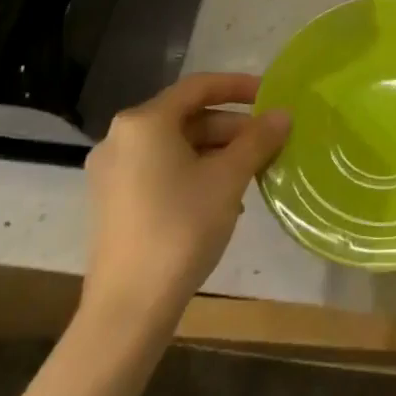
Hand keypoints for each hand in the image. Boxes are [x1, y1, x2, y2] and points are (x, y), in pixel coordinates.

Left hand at [80, 74, 290, 329]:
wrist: (128, 309)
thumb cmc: (180, 228)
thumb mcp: (229, 178)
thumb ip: (258, 139)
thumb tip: (283, 114)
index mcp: (144, 122)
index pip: (199, 86)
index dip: (239, 86)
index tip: (271, 95)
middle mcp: (121, 138)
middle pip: (187, 117)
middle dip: (231, 127)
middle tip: (269, 142)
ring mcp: (112, 172)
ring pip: (176, 146)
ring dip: (217, 151)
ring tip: (253, 171)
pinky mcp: (113, 202)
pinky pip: (161, 169)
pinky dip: (194, 171)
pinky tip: (223, 197)